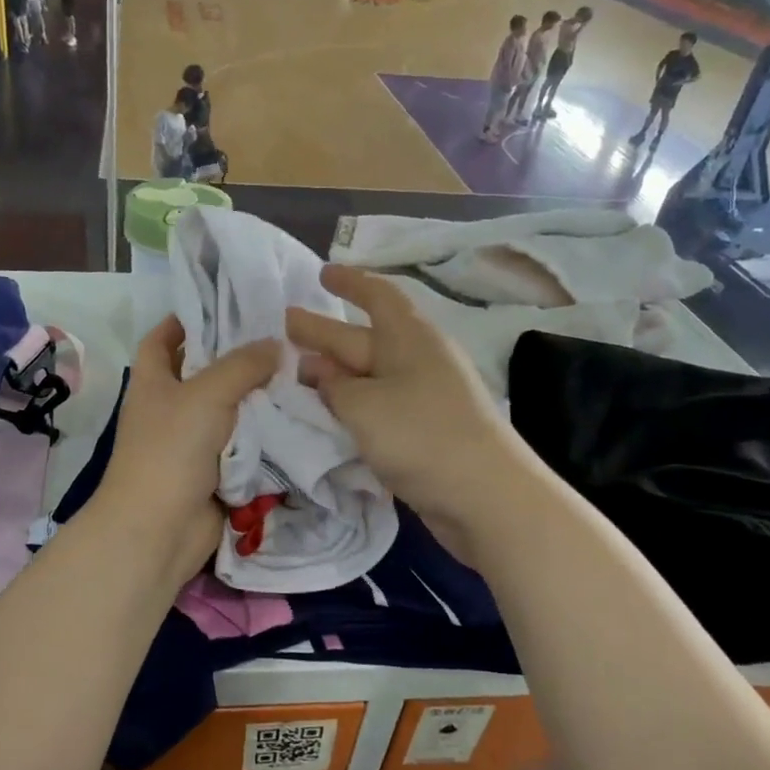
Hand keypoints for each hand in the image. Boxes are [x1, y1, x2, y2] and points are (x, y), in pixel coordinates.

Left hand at [89, 316, 276, 590]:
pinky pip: (244, 445)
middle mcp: (169, 407)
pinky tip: (298, 415)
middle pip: (203, 372)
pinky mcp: (214, 471)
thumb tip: (276, 344)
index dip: (186, 318)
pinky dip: (265, 434)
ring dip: (258, 397)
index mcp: (153, 381)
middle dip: (237, 357)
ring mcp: (191, 442)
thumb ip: (243, 365)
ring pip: (229, 410)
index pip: (162, 338)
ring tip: (300, 370)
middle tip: (282, 336)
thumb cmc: (171, 449)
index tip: (226, 303)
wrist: (159, 529)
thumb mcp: (206, 394)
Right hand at [287, 266, 533, 563]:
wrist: (485, 496)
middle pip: (363, 338)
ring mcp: (421, 397)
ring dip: (333, 374)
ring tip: (294, 374)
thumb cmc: (421, 435)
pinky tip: (326, 414)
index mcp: (409, 337)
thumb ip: (332, 386)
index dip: (349, 281)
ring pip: (367, 375)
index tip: (322, 273)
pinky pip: (376, 406)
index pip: (377, 295)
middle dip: (324, 332)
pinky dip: (349, 406)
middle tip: (284, 325)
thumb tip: (317, 370)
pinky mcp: (422, 431)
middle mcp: (416, 360)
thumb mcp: (362, 405)